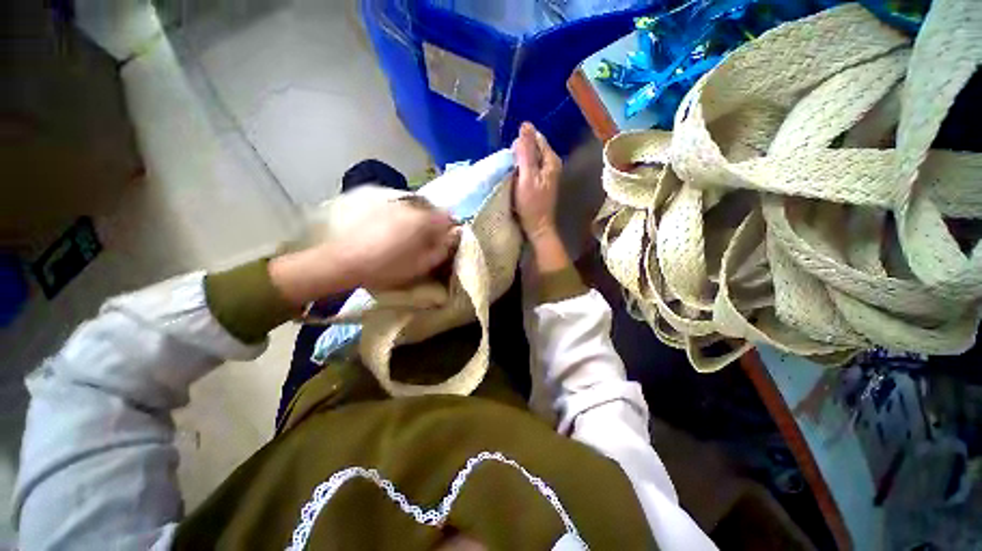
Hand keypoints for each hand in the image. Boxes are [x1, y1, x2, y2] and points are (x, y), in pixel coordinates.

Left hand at [269, 200, 458, 305]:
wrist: (342, 261)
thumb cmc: (386, 267)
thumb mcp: (420, 266)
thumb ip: (441, 250)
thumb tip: (453, 238)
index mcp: (424, 221)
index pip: (448, 217)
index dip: (450, 228)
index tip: (445, 240)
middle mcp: (410, 205)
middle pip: (432, 209)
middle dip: (433, 222)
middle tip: (426, 240)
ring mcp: (391, 200)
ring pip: (414, 206)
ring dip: (417, 218)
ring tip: (407, 235)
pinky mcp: (374, 200)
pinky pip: (397, 205)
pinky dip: (400, 214)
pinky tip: (389, 228)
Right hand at [513, 122, 569, 272]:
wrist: (537, 227)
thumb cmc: (531, 203)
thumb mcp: (527, 176)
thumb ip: (526, 151)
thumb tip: (525, 124)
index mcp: (551, 159)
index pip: (535, 138)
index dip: (521, 144)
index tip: (512, 159)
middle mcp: (551, 164)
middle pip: (533, 148)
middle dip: (520, 154)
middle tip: (511, 169)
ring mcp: (546, 174)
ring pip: (529, 159)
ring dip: (519, 163)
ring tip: (512, 175)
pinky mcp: (540, 182)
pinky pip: (529, 169)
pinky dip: (521, 171)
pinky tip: (515, 180)